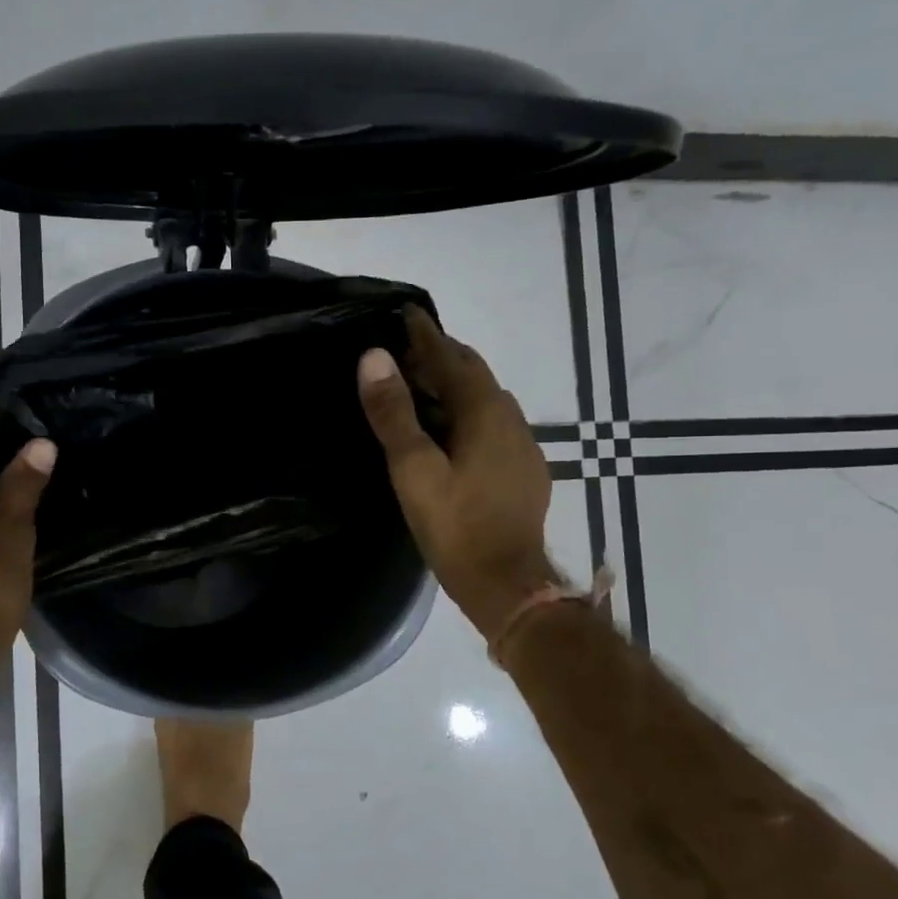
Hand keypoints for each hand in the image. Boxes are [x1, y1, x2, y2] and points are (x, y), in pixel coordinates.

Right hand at [357, 307, 555, 639]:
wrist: (507, 584)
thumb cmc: (456, 525)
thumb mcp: (413, 469)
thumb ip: (393, 414)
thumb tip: (373, 357)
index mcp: (484, 410)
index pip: (450, 356)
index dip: (423, 335)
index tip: (402, 314)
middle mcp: (510, 417)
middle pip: (472, 373)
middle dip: (439, 357)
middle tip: (400, 354)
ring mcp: (522, 444)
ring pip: (483, 400)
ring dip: (452, 387)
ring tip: (417, 391)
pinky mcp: (524, 469)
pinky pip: (491, 425)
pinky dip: (466, 415)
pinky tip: (448, 435)